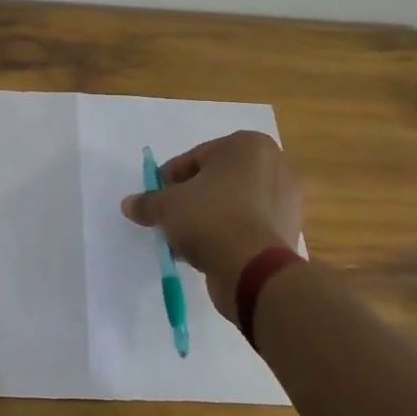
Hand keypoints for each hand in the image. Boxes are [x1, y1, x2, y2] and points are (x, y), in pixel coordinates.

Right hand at [120, 131, 302, 322]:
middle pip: (217, 179)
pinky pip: (247, 225)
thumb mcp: (166, 206)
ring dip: (206, 218)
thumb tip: (129, 204)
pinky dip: (226, 234)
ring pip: (232, 204)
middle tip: (168, 216)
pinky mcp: (287, 231)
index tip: (156, 195)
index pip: (197, 156)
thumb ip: (148, 202)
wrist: (253, 269)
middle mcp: (274, 166)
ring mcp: (285, 200)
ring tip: (182, 239)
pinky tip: (204, 251)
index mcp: (249, 146)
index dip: (171, 177)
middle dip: (191, 198)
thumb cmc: (210, 218)